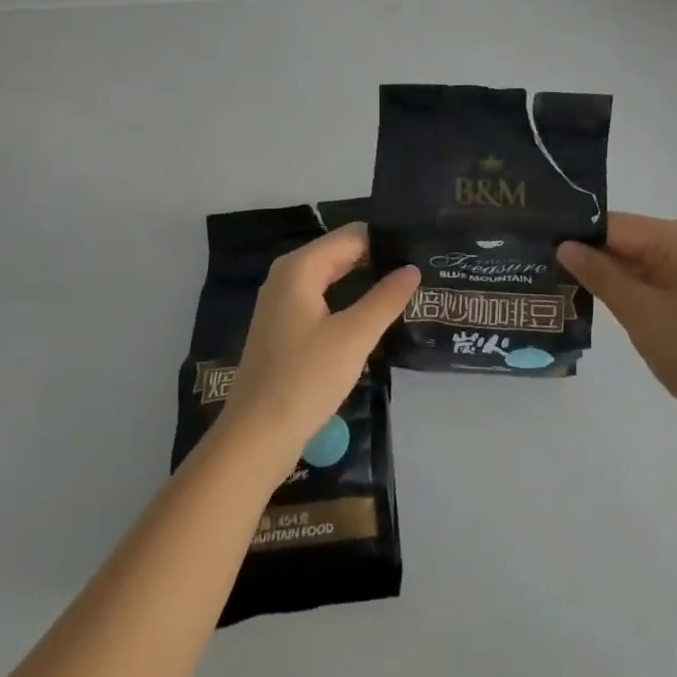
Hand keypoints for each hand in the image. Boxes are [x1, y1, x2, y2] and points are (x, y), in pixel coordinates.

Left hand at [223, 223, 419, 460]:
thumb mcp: (354, 337)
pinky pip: (323, 301)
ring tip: (406, 289)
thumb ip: (386, 298)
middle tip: (420, 270)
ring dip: (365, 283)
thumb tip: (413, 268)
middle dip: (377, 260)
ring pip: (332, 279)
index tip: (421, 249)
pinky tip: (374, 317)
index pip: (352, 236)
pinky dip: (348, 303)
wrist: (255, 440)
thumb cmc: (305, 379)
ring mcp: (282, 304)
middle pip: (341, 254)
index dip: (386, 240)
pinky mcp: (284, 330)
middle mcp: (287, 277)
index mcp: (300, 268)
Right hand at [559, 213, 676, 422]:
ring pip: (631, 263)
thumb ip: (599, 274)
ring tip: (555, 282)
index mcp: (676, 237)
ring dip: (602, 276)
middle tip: (540, 266)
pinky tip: (588, 300)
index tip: (538, 246)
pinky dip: (621, 291)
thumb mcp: (638, 310)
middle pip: (622, 241)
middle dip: (587, 256)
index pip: (614, 225)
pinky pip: (644, 281)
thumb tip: (563, 246)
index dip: (578, 236)